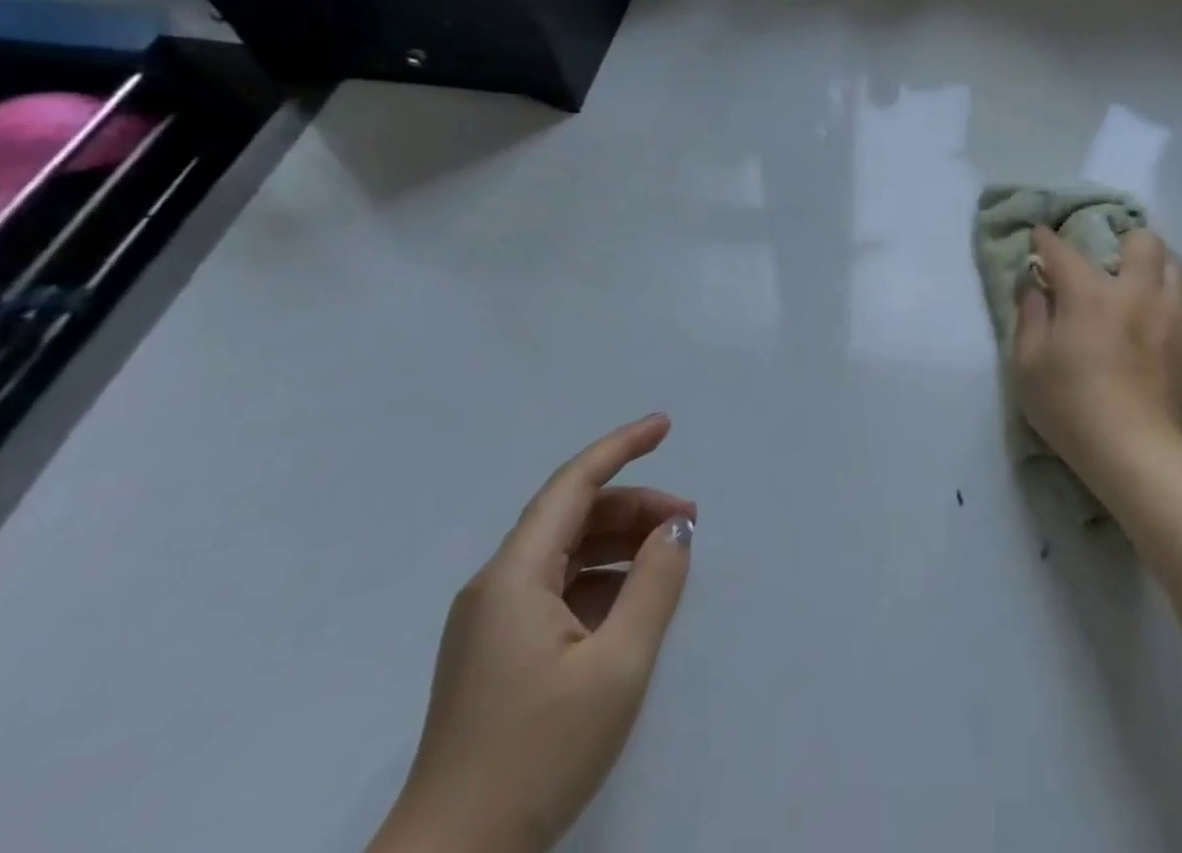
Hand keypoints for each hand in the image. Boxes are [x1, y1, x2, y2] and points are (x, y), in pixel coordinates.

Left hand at [369, 416, 694, 852]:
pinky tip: (633, 602)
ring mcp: (492, 623)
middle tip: (689, 522)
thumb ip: (655, 584)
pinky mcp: (497, 654)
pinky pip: (557, 589)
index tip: (666, 426)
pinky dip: (601, 579)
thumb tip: (676, 529)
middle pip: (572, 516)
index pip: (573, 484)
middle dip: (634, 506)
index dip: (621, 446)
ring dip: (620, 543)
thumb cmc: (537, 755)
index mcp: (515, 576)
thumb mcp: (617, 665)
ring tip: (670, 558)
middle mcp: (497, 586)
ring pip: (566, 552)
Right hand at [1011, 225, 1181, 478]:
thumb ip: (1029, 316)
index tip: (1040, 234)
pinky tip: (1160, 324)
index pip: (1064, 251)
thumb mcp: (1027, 364)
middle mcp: (1136, 292)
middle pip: (1143, 241)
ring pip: (1176, 266)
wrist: (1136, 452)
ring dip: (1156, 267)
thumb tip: (1034, 286)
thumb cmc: (1071, 406)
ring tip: (1142, 286)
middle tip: (1111, 262)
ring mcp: (1171, 315)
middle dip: (1124, 241)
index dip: (1047, 239)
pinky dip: (1172, 304)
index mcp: (1089, 293)